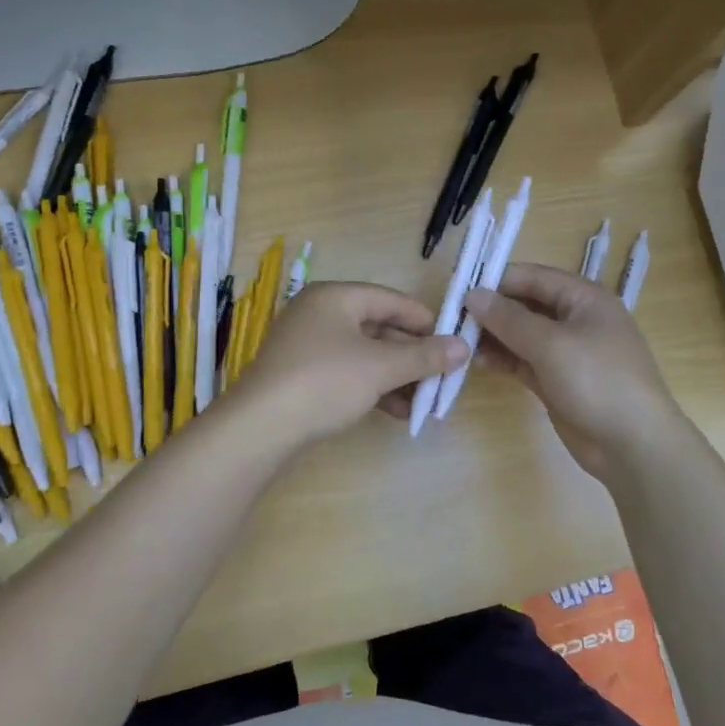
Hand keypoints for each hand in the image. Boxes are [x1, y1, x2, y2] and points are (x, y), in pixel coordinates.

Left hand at [233, 282, 467, 446]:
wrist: (260, 428)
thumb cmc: (325, 382)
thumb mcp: (381, 368)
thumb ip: (424, 356)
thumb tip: (464, 347)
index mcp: (335, 297)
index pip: (391, 299)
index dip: (425, 320)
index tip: (452, 342)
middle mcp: (319, 314)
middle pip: (378, 327)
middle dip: (412, 355)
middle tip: (442, 376)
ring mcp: (307, 345)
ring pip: (364, 354)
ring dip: (396, 376)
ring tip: (425, 400)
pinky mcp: (301, 376)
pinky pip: (348, 373)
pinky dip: (373, 388)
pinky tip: (398, 412)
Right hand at [464, 262, 684, 483]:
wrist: (634, 444)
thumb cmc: (597, 380)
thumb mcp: (551, 344)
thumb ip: (509, 318)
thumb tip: (473, 294)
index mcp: (584, 298)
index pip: (534, 277)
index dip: (497, 280)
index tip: (460, 289)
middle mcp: (576, 319)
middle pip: (527, 304)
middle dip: (493, 310)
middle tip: (453, 318)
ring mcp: (568, 352)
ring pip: (523, 335)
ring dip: (495, 336)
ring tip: (460, 342)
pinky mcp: (559, 381)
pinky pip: (526, 361)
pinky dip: (505, 359)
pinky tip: (478, 362)